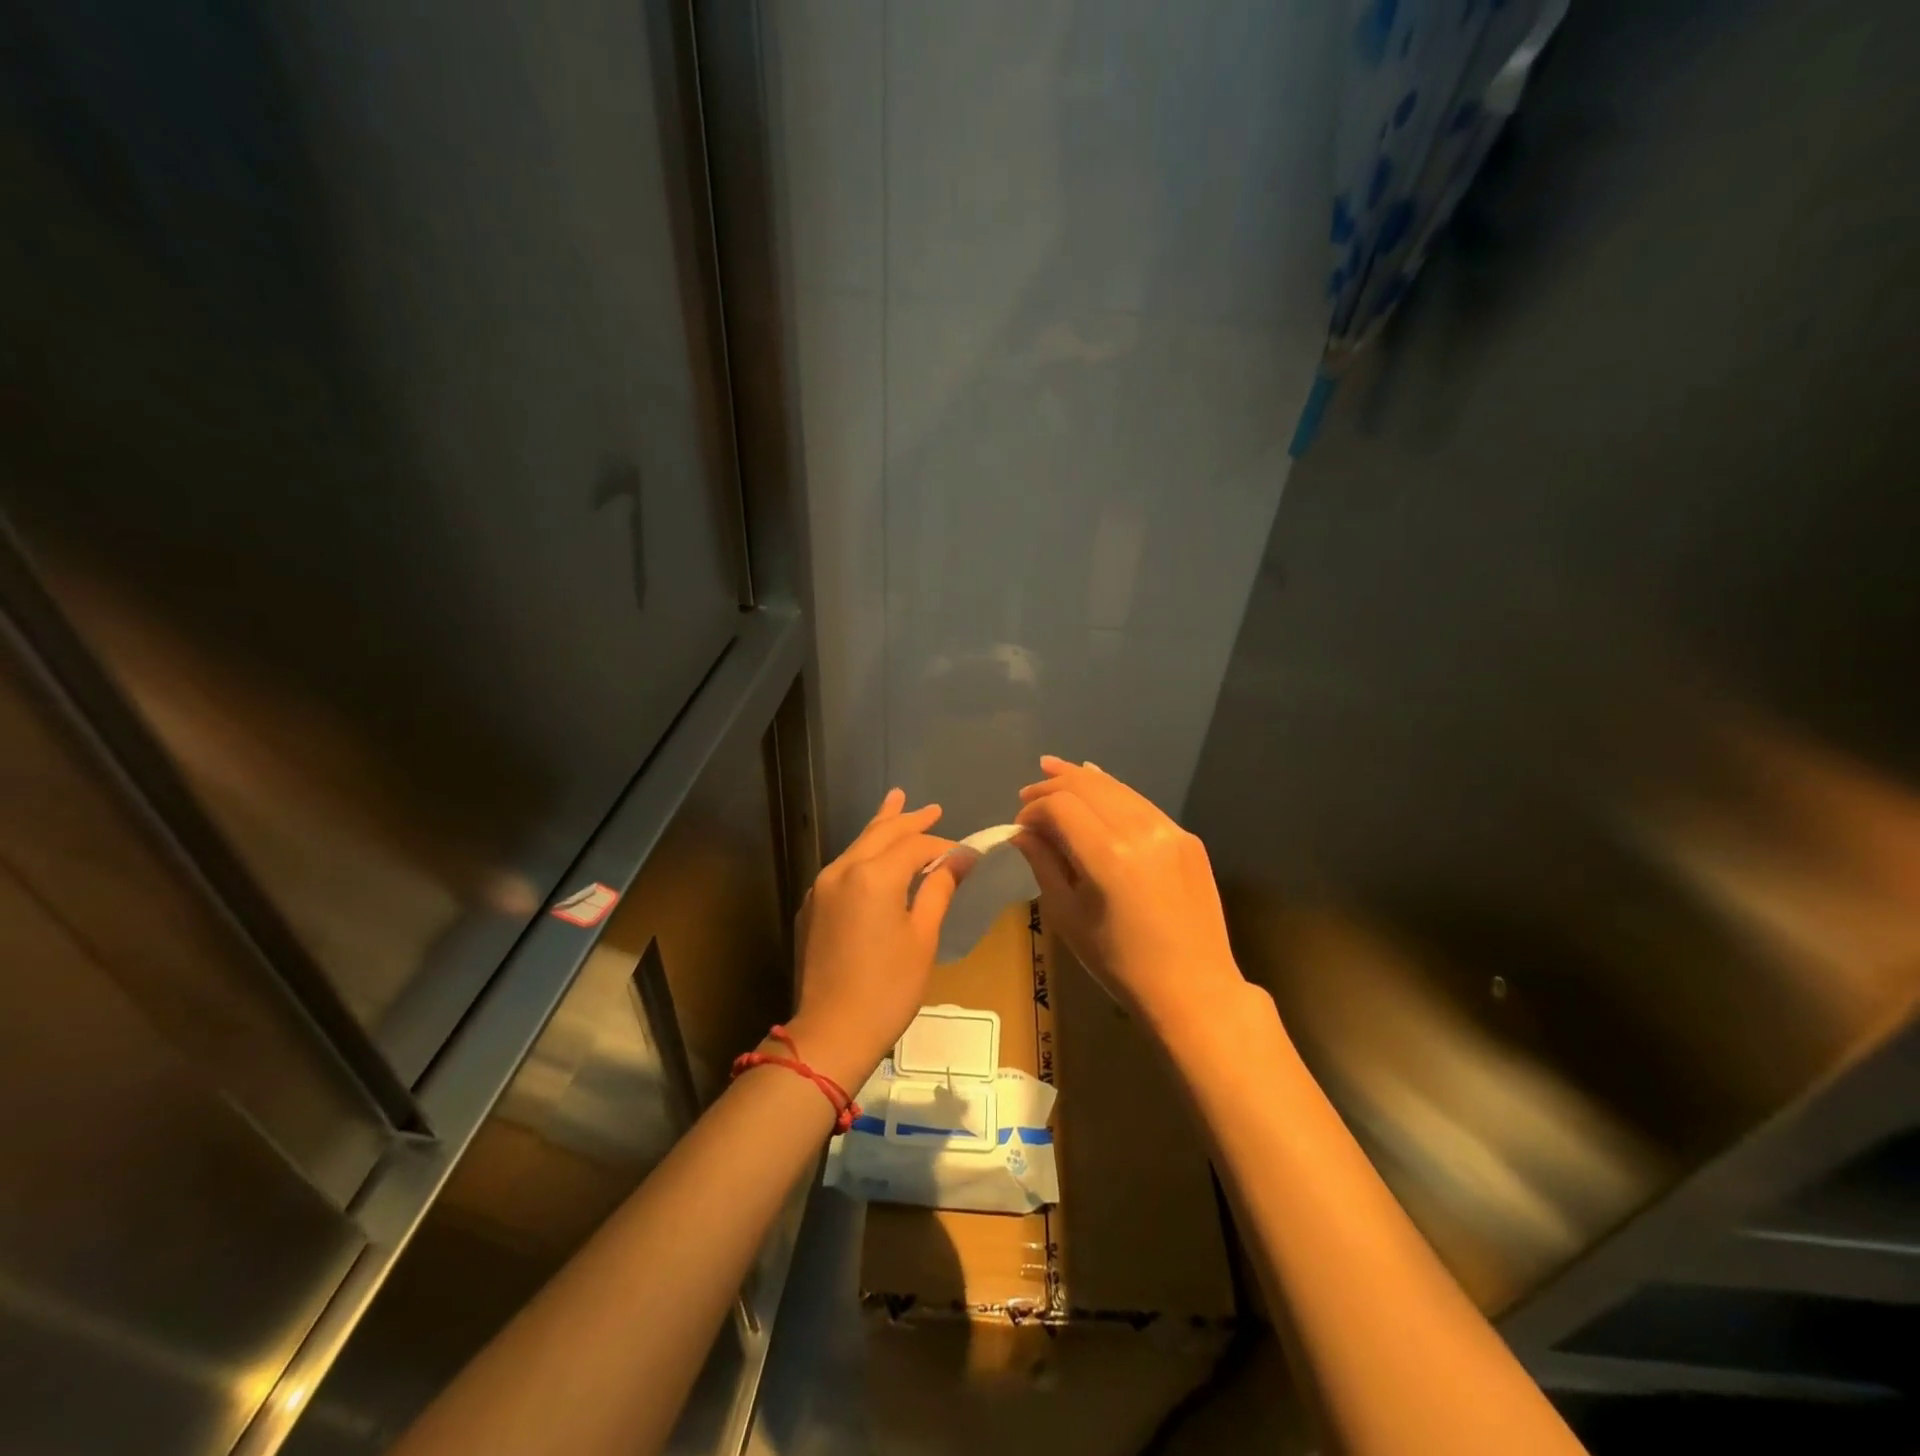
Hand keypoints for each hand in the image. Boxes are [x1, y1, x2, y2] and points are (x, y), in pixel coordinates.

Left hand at [785, 789, 958, 1090]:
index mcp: (874, 875)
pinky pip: (843, 866)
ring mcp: (822, 887)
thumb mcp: (923, 937)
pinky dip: (864, 852)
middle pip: (881, 833)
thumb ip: (939, 889)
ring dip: (882, 826)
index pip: (914, 845)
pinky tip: (873, 852)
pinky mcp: (812, 906)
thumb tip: (961, 858)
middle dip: (909, 819)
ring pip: (858, 845)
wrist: (830, 1032)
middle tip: (933, 808)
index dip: (942, 846)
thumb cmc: (888, 988)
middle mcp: (843, 870)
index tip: (965, 854)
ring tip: (896, 802)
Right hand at [1013, 756, 1251, 1042]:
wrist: (1193, 988)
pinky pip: (1141, 804)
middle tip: (1028, 792)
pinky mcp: (1187, 838)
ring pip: (1117, 788)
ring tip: (1054, 771)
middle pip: (1088, 785)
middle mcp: (1141, 831)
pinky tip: (1098, 787)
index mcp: (1108, 856)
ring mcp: (1170, 830)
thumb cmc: (1119, 962)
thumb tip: (1023, 832)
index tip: (1020, 824)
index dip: (1034, 807)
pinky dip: (1114, 793)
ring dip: (1082, 779)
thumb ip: (1043, 864)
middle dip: (1053, 784)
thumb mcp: (1068, 916)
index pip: (1060, 805)